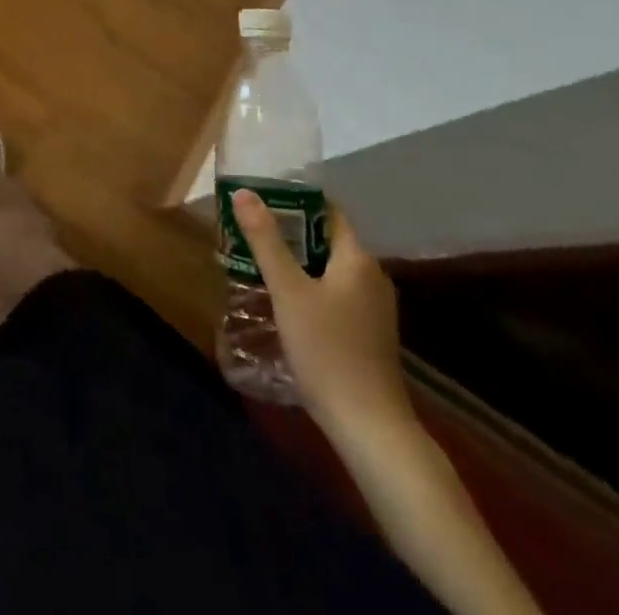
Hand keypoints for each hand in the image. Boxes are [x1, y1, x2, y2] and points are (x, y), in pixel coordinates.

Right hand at [233, 192, 414, 439]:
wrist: (368, 426)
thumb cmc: (326, 349)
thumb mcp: (287, 290)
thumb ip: (265, 239)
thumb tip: (244, 192)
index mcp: (358, 260)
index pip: (329, 212)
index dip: (296, 200)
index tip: (261, 196)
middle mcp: (372, 277)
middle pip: (327, 240)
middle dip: (289, 231)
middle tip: (249, 227)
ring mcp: (373, 308)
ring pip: (330, 268)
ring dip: (297, 260)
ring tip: (257, 258)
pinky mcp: (368, 333)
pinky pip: (335, 292)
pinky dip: (309, 285)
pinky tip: (283, 298)